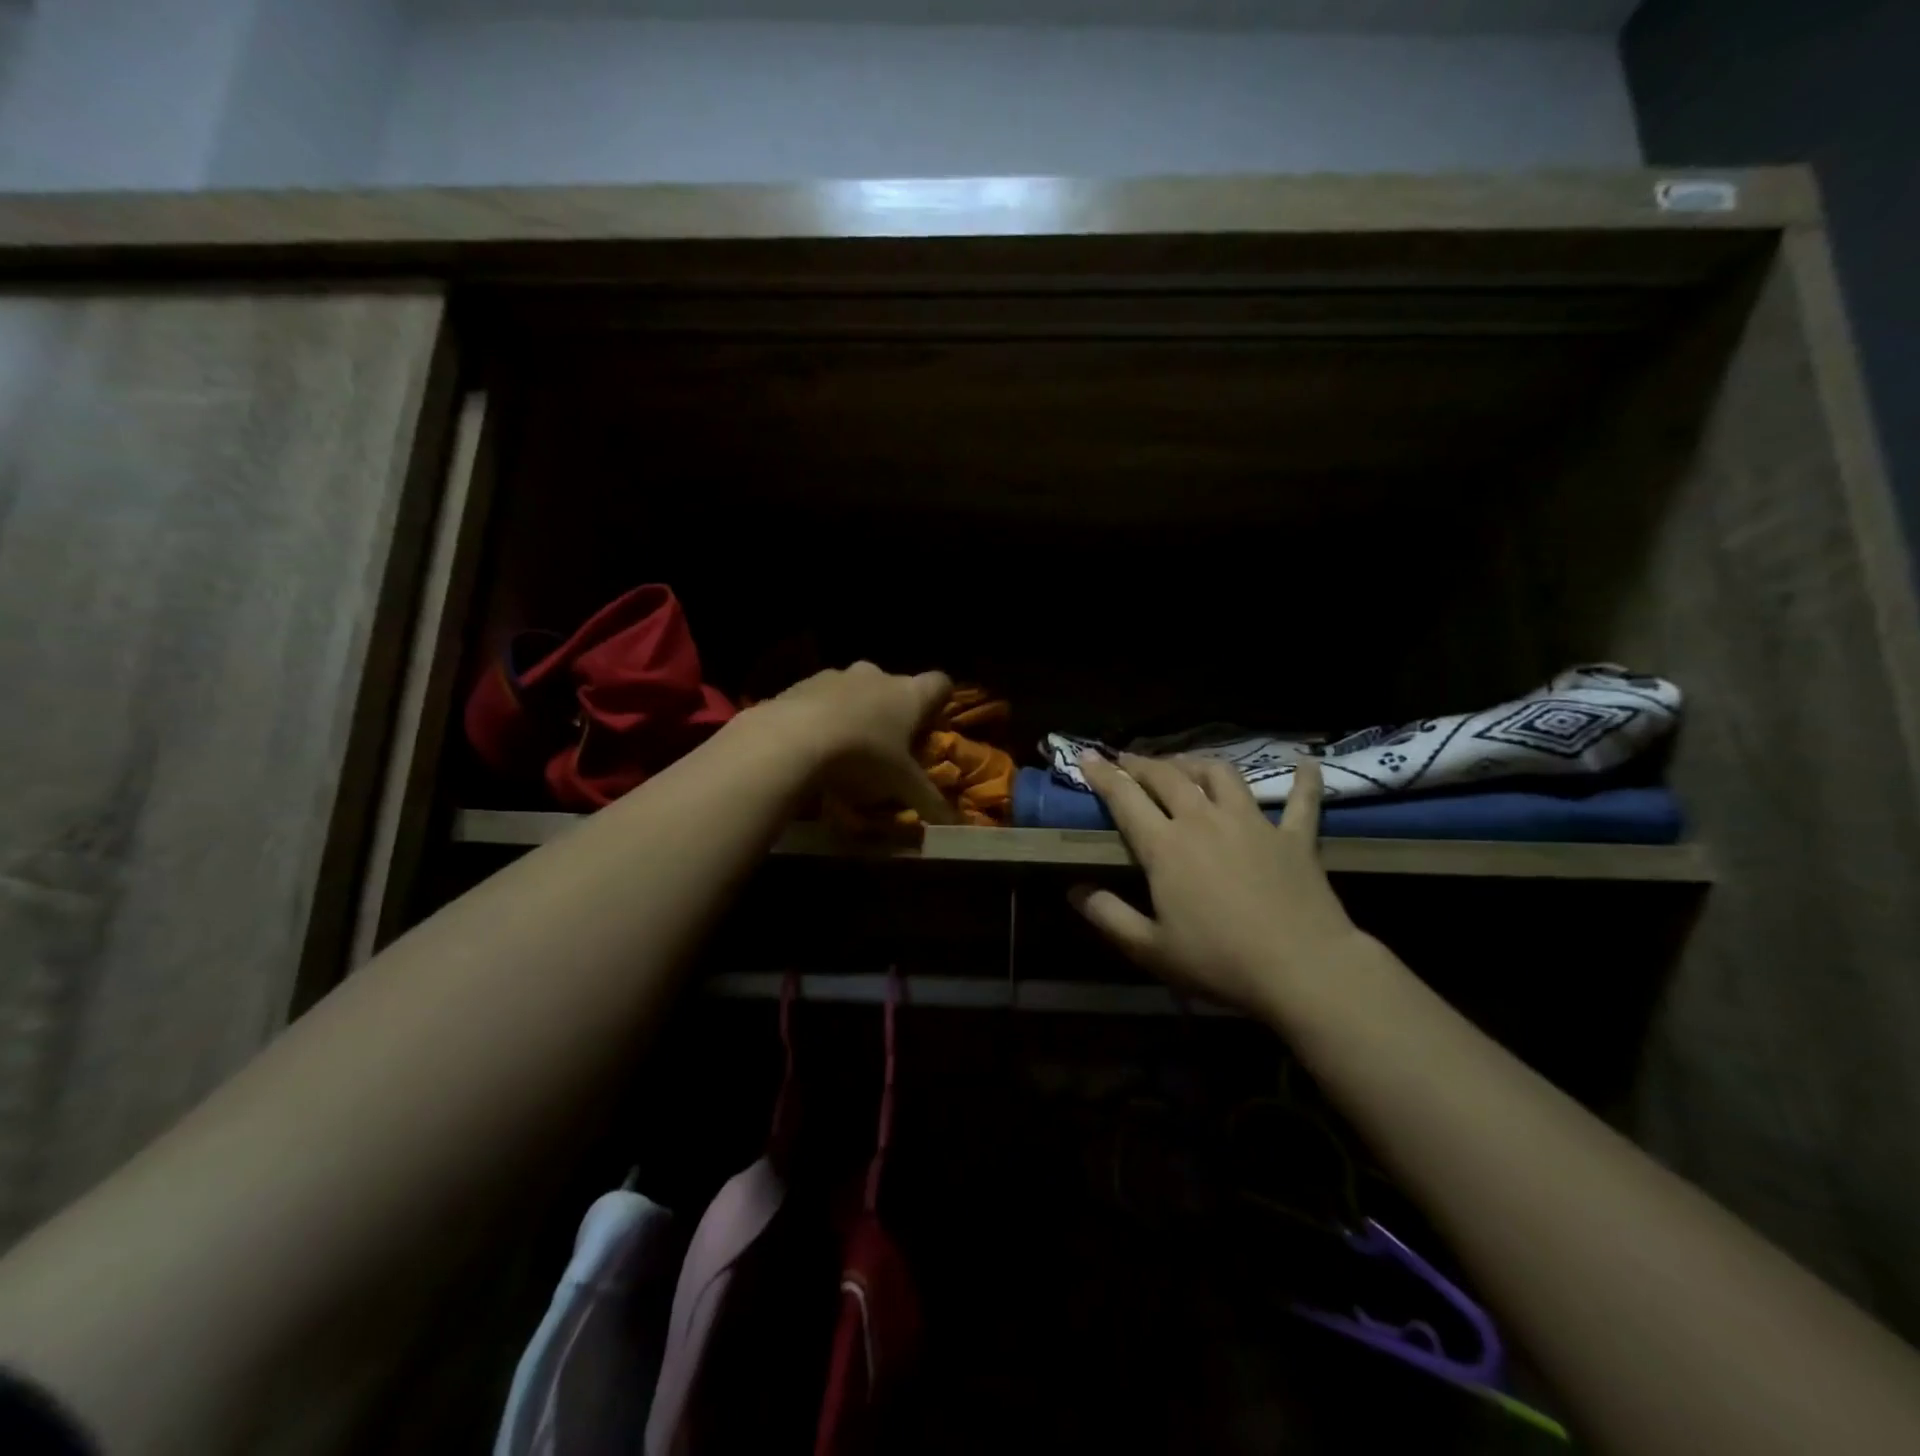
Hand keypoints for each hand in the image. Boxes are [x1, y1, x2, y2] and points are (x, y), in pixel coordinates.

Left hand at [769, 661, 956, 824]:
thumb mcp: (900, 786)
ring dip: (855, 714)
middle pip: (895, 688)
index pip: (940, 683)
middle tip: (888, 748)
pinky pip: (820, 698)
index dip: (939, 703)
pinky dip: (821, 716)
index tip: (930, 727)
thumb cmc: (862, 757)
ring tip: (846, 751)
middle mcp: (876, 675)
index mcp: (909, 694)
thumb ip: (930, 803)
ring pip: (855, 691)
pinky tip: (812, 747)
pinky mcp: (801, 685)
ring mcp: (836, 676)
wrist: (790, 739)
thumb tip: (956, 826)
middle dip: (893, 714)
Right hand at [1070, 754, 1364, 1018]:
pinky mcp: (1294, 837)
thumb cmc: (1219, 961)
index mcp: (1166, 846)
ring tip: (1186, 764)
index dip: (1103, 776)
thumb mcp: (1151, 949)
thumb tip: (1074, 891)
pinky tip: (1307, 765)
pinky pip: (1301, 801)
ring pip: (1221, 774)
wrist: (1303, 969)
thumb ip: (1109, 916)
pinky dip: (1304, 781)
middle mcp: (1205, 820)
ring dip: (1197, 763)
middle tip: (1127, 760)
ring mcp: (1252, 823)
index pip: (1125, 798)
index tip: (1087, 758)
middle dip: (1142, 764)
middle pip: (1168, 777)